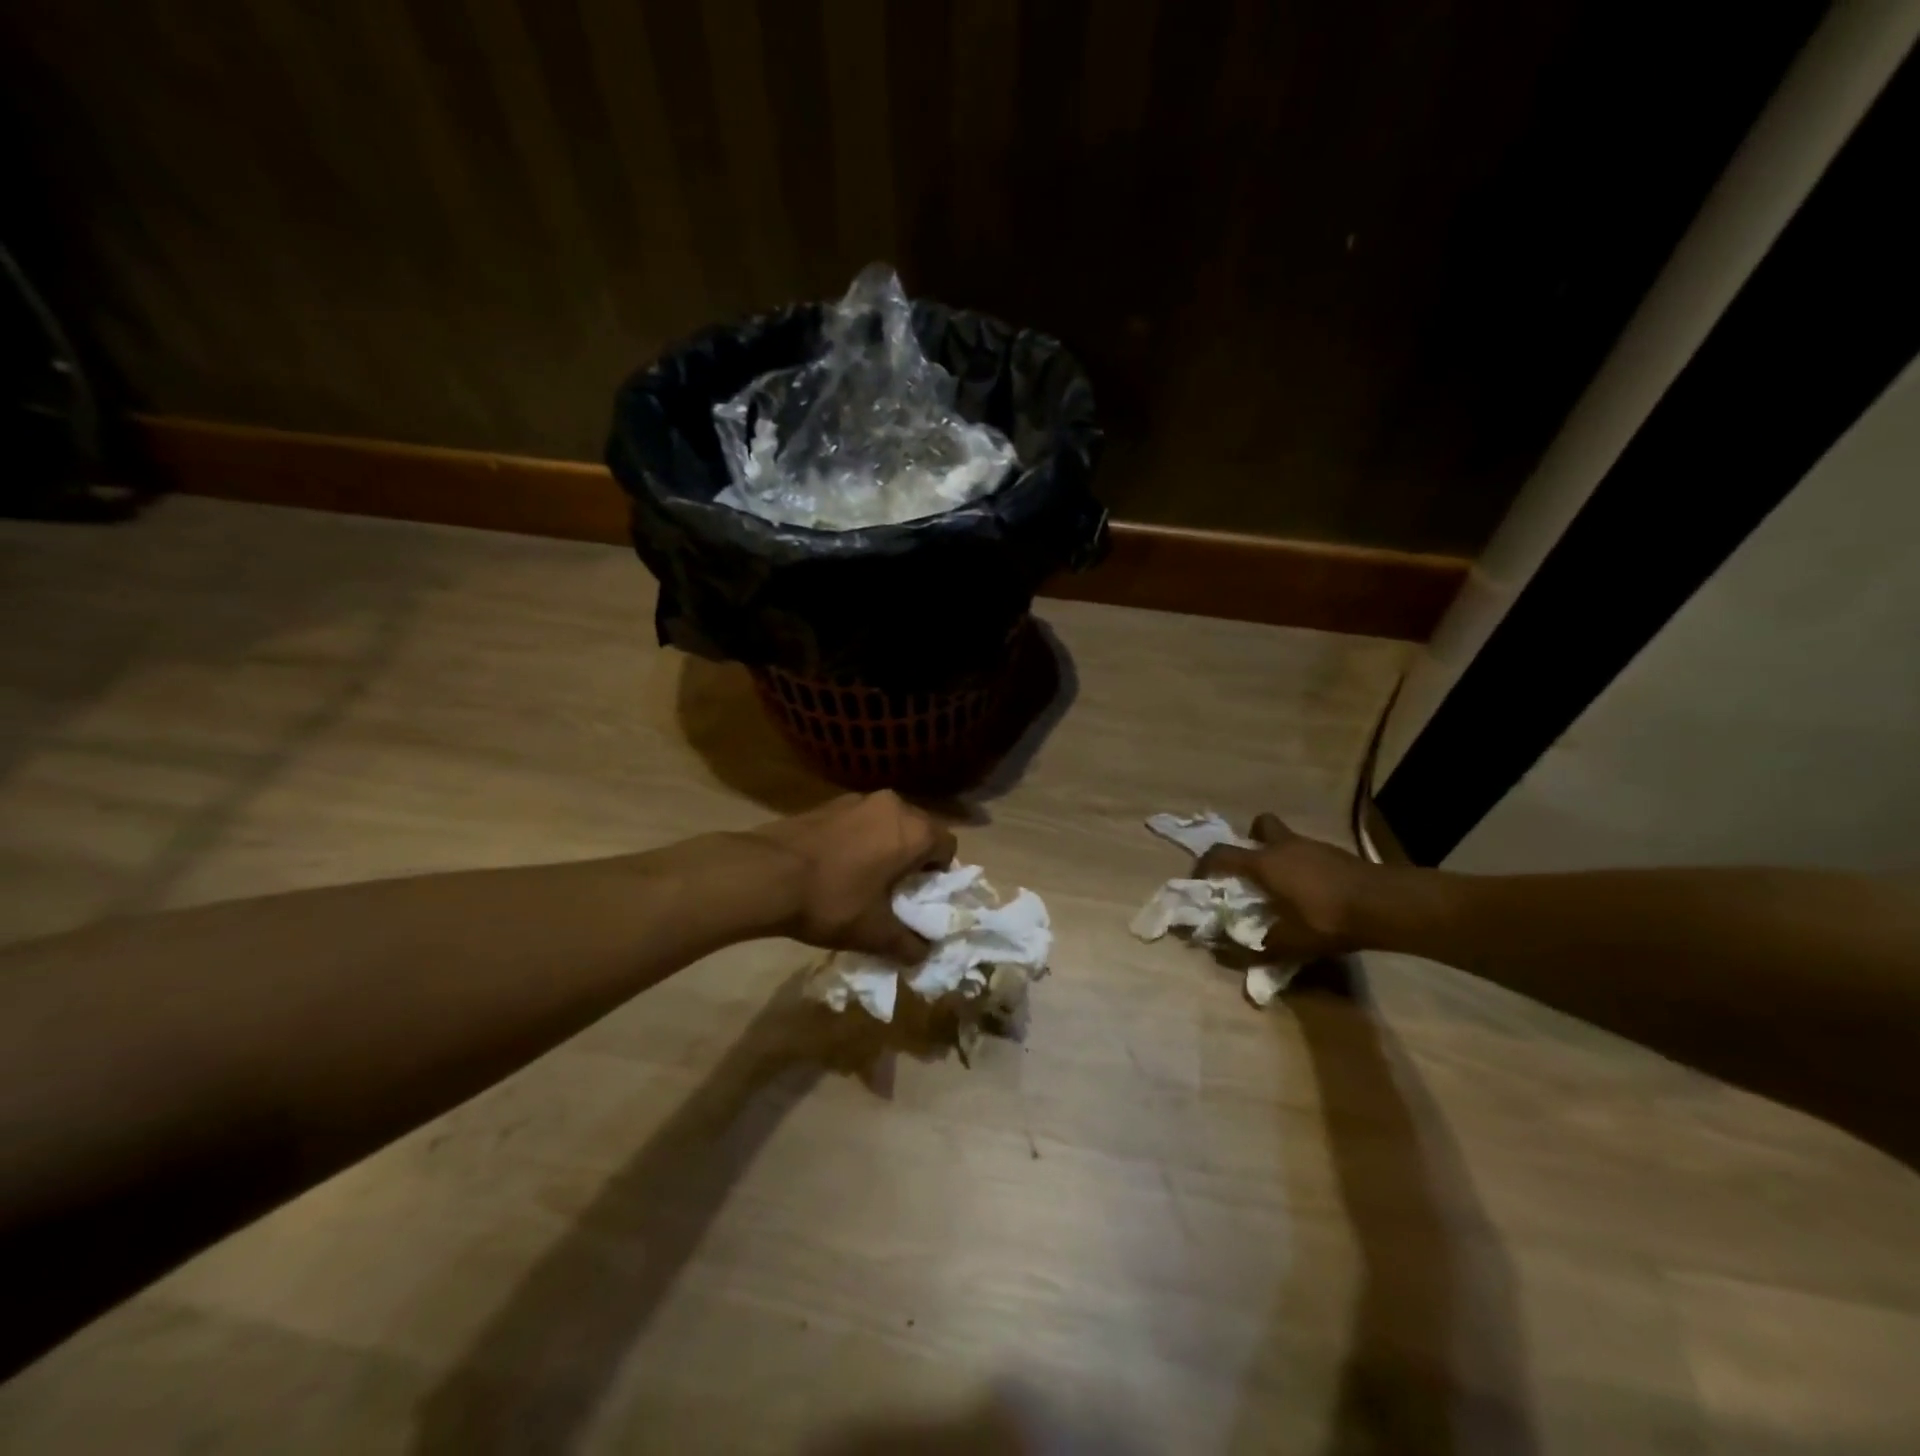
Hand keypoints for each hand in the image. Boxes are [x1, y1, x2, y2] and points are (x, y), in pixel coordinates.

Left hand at [743, 792, 956, 962]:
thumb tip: (923, 954)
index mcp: (914, 831)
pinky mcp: (829, 803)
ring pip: (887, 823)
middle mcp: (893, 805)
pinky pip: (859, 820)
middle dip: (913, 858)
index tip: (920, 897)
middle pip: (919, 830)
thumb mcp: (874, 933)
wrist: (765, 874)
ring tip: (864, 879)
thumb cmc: (832, 900)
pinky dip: (859, 839)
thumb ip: (908, 944)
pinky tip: (837, 866)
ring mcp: (858, 800)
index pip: (948, 846)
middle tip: (895, 891)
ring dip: (885, 846)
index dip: (940, 874)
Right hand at [1196, 813, 1377, 960]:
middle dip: (1251, 841)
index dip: (1205, 865)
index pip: (1221, 854)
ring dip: (1280, 856)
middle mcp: (1284, 846)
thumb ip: (1256, 948)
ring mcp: (1313, 846)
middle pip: (1259, 826)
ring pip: (1287, 839)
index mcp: (1265, 863)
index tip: (1201, 880)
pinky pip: (1308, 852)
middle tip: (1253, 868)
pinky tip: (1314, 892)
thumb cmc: (1329, 919)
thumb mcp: (1290, 942)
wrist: (1387, 905)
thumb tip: (1224, 955)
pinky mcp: (1336, 853)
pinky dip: (1304, 866)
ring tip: (1284, 887)